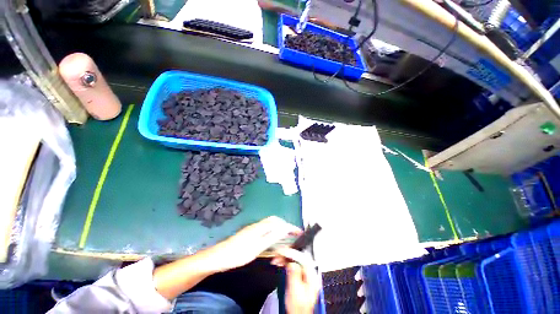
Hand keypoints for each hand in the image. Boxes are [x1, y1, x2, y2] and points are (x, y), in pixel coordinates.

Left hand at [208, 216, 300, 271]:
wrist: (219, 256)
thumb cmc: (238, 254)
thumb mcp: (257, 247)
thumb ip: (271, 237)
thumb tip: (284, 228)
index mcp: (260, 227)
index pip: (279, 223)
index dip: (289, 226)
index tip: (298, 231)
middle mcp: (258, 225)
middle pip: (274, 221)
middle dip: (285, 225)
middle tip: (292, 234)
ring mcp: (253, 229)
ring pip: (270, 225)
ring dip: (279, 229)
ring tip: (285, 237)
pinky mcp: (250, 233)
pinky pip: (265, 230)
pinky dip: (272, 233)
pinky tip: (272, 241)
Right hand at [273, 248, 320, 313]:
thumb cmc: (297, 308)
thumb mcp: (295, 291)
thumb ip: (294, 275)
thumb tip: (291, 262)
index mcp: (311, 276)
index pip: (302, 258)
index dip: (292, 253)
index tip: (283, 251)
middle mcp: (309, 273)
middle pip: (298, 258)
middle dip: (287, 254)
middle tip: (277, 254)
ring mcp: (304, 274)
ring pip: (294, 260)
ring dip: (284, 258)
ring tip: (276, 259)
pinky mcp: (298, 276)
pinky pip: (292, 265)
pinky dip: (285, 262)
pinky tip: (280, 262)